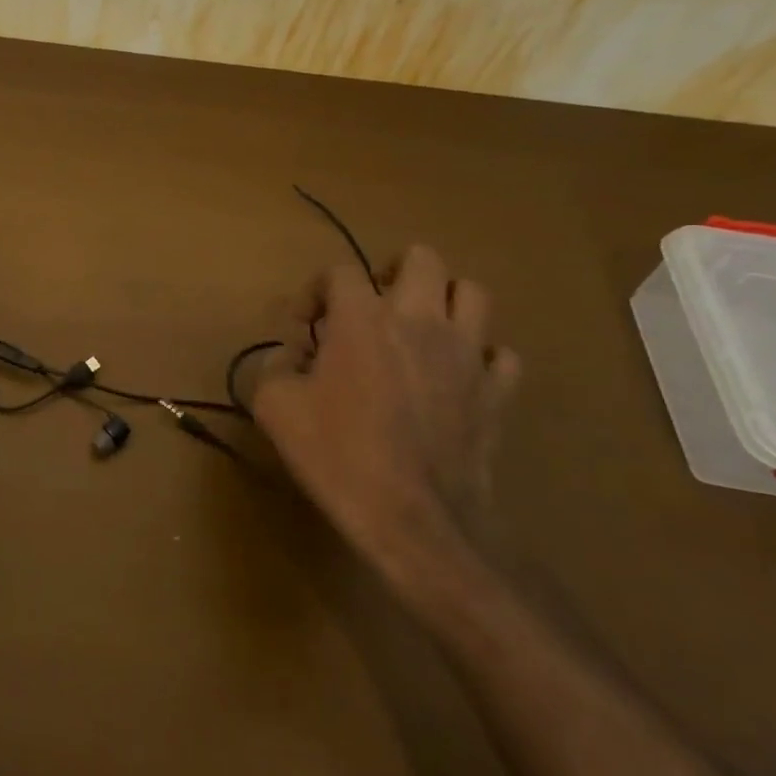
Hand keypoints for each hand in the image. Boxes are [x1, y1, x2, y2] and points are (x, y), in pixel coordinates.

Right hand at [248, 246, 519, 579]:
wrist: (412, 516)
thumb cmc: (337, 454)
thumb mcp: (274, 407)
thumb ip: (275, 367)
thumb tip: (292, 357)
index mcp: (362, 319)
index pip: (340, 271)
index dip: (315, 290)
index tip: (302, 325)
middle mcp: (420, 320)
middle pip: (423, 259)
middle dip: (392, 270)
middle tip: (372, 303)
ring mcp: (467, 353)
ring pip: (473, 293)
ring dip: (443, 302)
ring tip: (420, 328)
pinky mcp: (497, 391)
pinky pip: (501, 354)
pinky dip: (479, 355)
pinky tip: (457, 375)